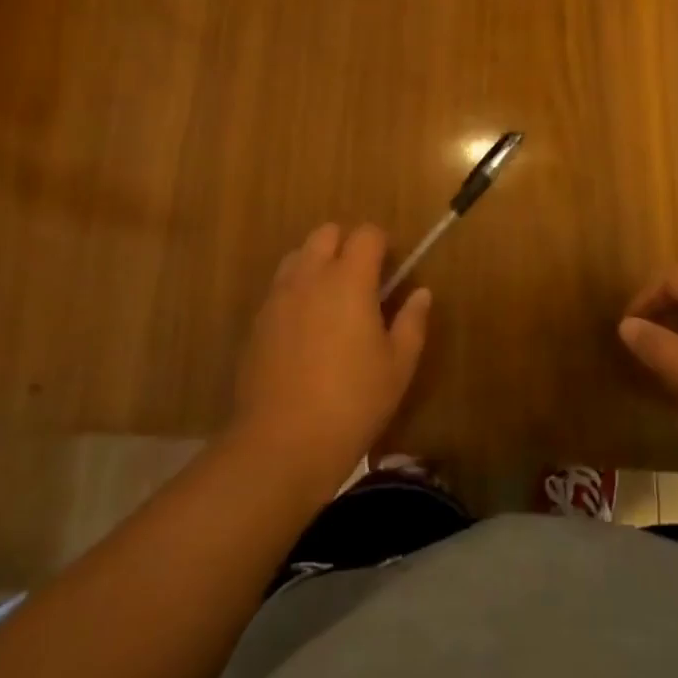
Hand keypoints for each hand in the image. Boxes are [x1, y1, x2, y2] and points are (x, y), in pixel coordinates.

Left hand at [232, 223, 430, 489]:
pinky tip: (306, 330)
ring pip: (297, 256)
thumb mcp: (397, 366)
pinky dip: (296, 292)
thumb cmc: (352, 403)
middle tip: (362, 280)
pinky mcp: (257, 322)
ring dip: (317, 264)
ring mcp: (278, 298)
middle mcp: (310, 277)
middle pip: (325, 233)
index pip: (366, 234)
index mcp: (349, 280)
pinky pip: (279, 288)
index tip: (391, 269)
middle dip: (346, 245)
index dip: (381, 244)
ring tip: (331, 300)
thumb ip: (411, 322)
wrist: (280, 444)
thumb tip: (420, 293)